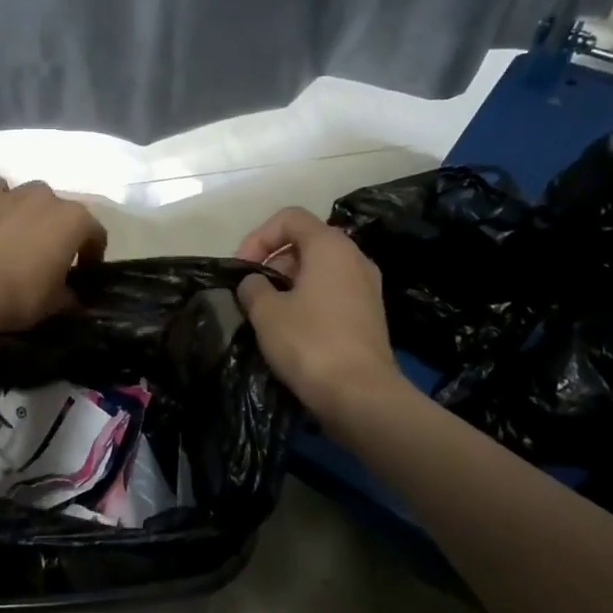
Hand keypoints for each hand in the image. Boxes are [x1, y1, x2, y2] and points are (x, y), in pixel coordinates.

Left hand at [0, 177, 107, 340]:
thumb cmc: (17, 295)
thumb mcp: (53, 305)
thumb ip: (69, 296)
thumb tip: (72, 296)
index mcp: (74, 220)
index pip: (96, 234)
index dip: (92, 254)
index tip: (84, 273)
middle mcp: (47, 197)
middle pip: (61, 212)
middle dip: (59, 232)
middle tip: (48, 258)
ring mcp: (12, 191)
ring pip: (30, 199)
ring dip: (30, 216)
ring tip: (17, 242)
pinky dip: (0, 206)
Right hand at [234, 207, 400, 419]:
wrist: (360, 395)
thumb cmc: (309, 343)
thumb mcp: (266, 312)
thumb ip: (253, 287)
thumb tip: (254, 283)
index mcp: (331, 246)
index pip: (290, 218)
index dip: (259, 236)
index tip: (242, 267)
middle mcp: (354, 258)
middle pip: (306, 242)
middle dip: (273, 261)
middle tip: (251, 292)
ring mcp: (367, 287)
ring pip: (319, 269)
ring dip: (289, 283)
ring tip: (267, 313)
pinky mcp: (370, 314)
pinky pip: (332, 292)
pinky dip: (308, 300)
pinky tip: (292, 329)